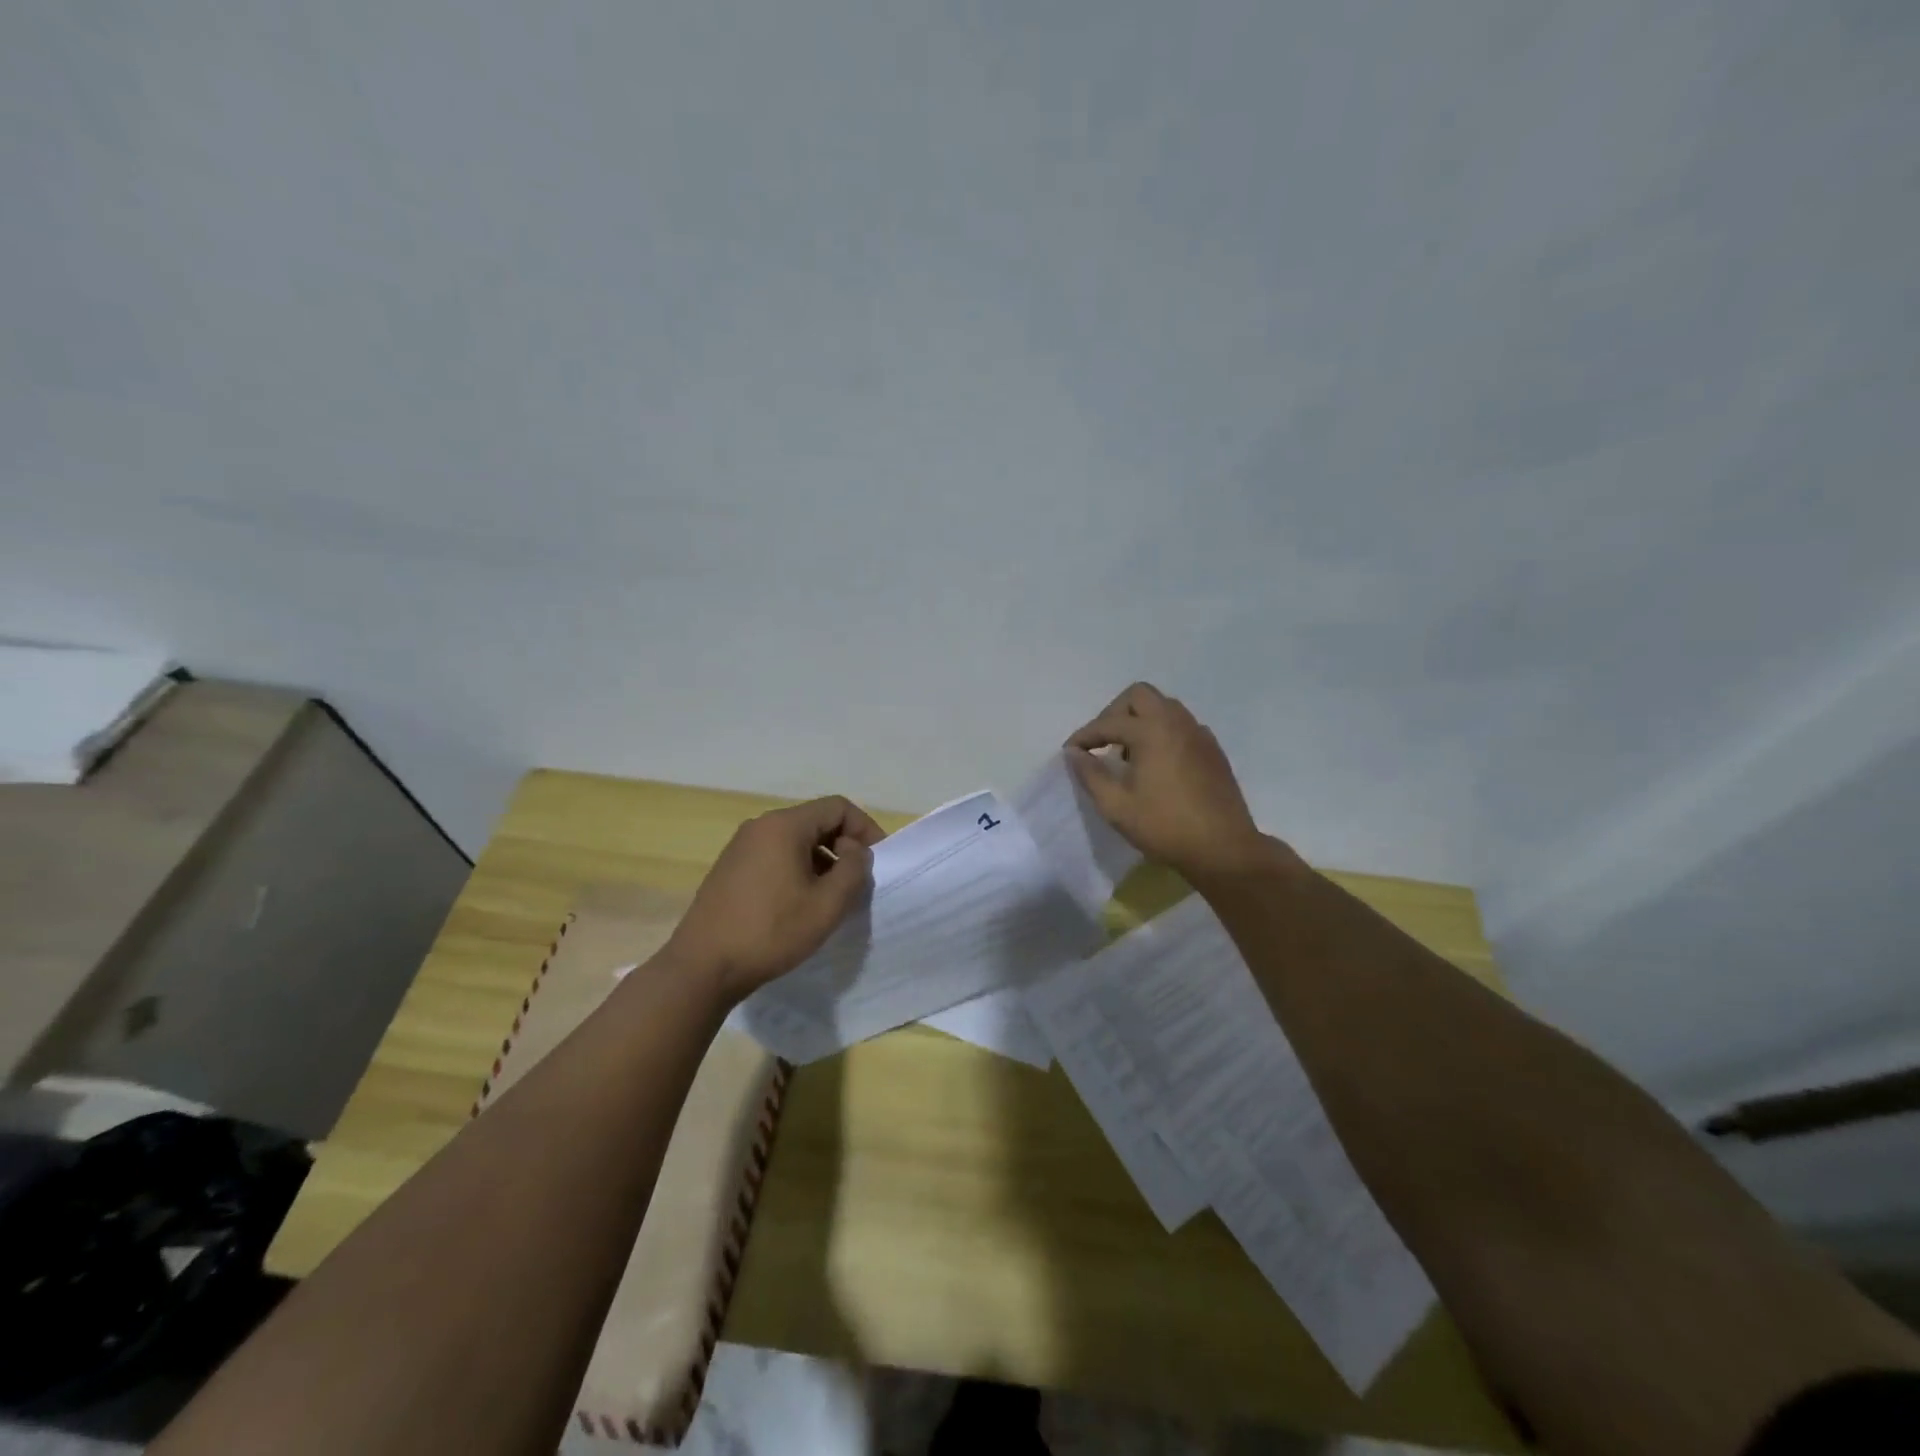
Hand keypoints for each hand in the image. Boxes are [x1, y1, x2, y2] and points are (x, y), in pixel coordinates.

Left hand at [667, 795, 886, 1004]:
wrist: (703, 967)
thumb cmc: (771, 932)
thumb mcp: (827, 905)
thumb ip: (853, 870)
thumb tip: (855, 851)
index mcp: (784, 826)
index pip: (837, 807)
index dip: (865, 828)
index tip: (876, 861)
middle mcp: (760, 826)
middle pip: (815, 821)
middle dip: (843, 846)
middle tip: (856, 882)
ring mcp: (741, 847)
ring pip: (795, 841)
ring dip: (821, 861)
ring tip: (830, 897)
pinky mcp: (730, 868)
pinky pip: (775, 856)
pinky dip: (797, 870)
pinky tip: (798, 905)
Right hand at [1066, 683, 1272, 881]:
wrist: (1224, 849)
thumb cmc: (1165, 827)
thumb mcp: (1116, 806)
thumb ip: (1090, 774)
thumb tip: (1074, 753)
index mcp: (1151, 731)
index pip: (1108, 723)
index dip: (1084, 736)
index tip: (1070, 752)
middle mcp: (1176, 722)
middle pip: (1139, 695)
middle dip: (1114, 713)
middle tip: (1102, 742)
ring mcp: (1199, 734)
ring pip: (1163, 707)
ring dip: (1140, 720)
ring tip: (1128, 754)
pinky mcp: (1213, 750)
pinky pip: (1182, 725)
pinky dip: (1162, 732)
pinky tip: (1157, 763)